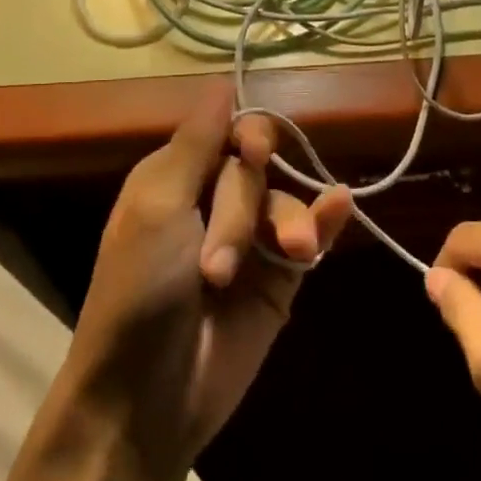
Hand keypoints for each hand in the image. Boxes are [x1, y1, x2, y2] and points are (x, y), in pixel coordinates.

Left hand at [60, 82, 352, 479]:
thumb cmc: (139, 292)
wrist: (148, 397)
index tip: (254, 152)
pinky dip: (327, 220)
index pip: (224, 133)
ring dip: (290, 223)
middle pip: (254, 170)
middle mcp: (212, 204)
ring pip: (285, 202)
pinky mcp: (278, 281)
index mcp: (174, 180)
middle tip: (217, 265)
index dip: (246, 137)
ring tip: (291, 258)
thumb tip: (220, 83)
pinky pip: (310, 236)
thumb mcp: (158, 207)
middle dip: (243, 210)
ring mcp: (249, 244)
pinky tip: (342, 207)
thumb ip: (195, 144)